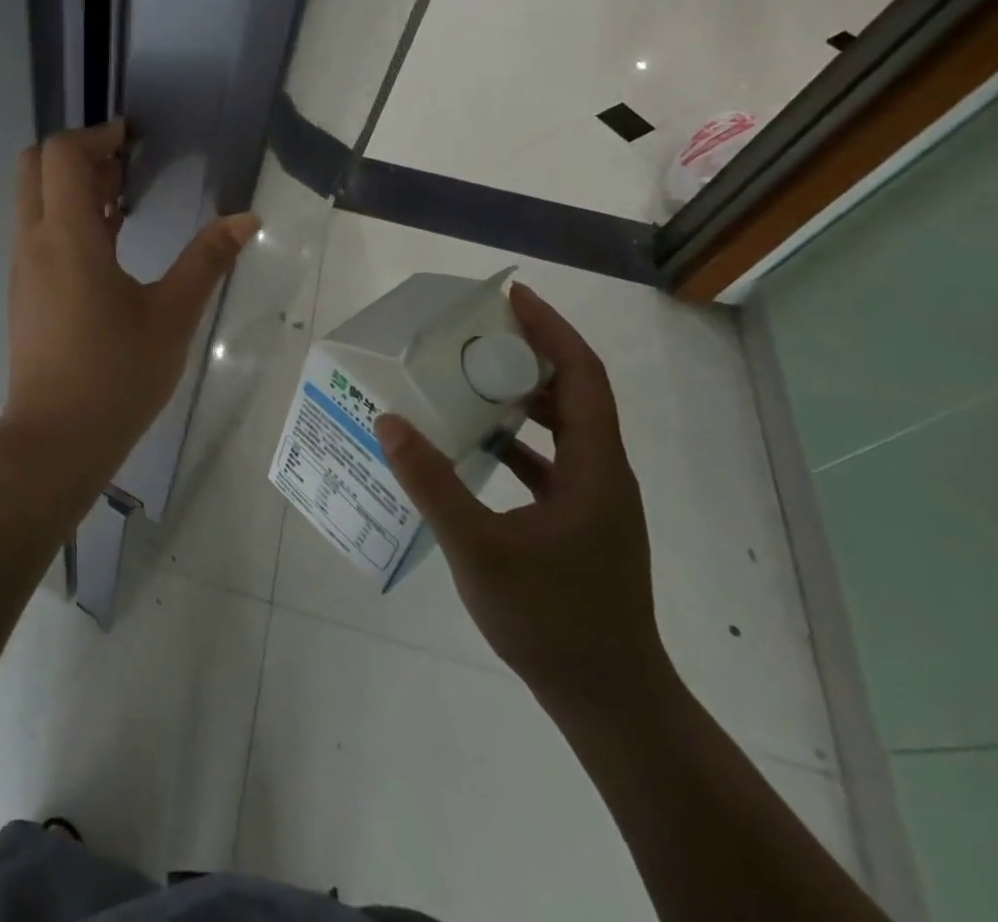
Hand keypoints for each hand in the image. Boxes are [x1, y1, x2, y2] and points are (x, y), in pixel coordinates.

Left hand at [3, 121, 257, 467]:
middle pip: (36, 166)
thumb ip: (206, 261)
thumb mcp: (172, 316)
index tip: (133, 139)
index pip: (62, 154)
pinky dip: (66, 217)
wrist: (55, 440)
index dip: (96, 135)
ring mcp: (23, 267)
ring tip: (123, 199)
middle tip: (125, 165)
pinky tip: (110, 241)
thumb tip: (245, 219)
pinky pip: (39, 231)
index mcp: (67, 238)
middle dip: (78, 154)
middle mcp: (34, 242)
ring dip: (72, 187)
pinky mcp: (25, 291)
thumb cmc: (116, 375)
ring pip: (34, 200)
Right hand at [374, 284, 669, 713]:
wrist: (609, 700)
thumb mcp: (478, 548)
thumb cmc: (550, 619)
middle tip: (479, 331)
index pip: (584, 376)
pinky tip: (477, 446)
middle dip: (533, 353)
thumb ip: (431, 482)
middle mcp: (604, 474)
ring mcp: (596, 502)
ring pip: (566, 428)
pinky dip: (519, 440)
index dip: (552, 330)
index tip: (513, 297)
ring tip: (472, 376)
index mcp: (595, 468)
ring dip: (524, 395)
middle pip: (577, 393)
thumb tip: (389, 420)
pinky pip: (552, 461)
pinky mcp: (582, 524)